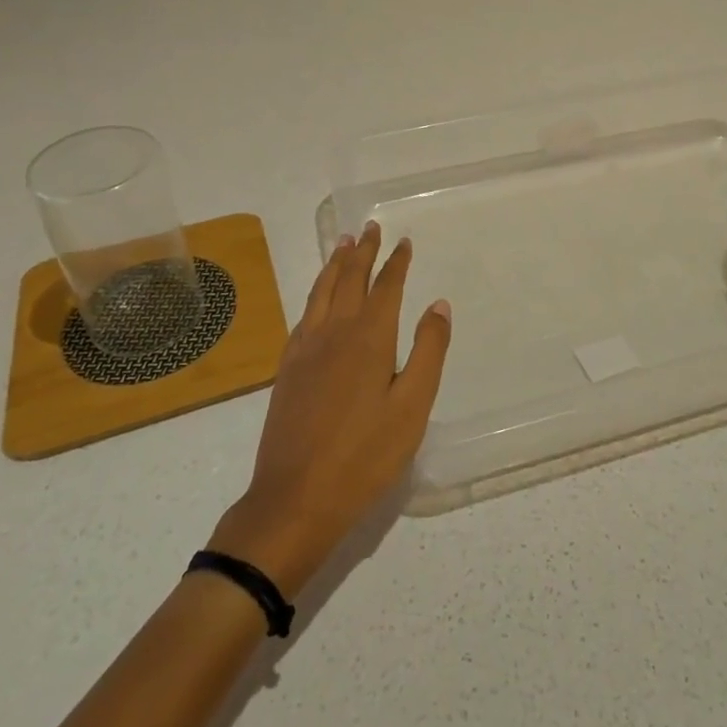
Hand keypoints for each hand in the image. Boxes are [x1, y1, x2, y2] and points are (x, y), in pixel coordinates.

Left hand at [208, 222, 451, 595]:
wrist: (295, 498)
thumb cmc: (365, 456)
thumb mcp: (412, 407)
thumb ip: (428, 352)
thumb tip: (439, 305)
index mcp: (369, 338)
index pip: (385, 287)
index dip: (396, 262)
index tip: (403, 241)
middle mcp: (334, 332)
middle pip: (349, 279)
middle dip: (363, 252)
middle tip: (370, 228)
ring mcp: (305, 349)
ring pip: (321, 291)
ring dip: (335, 264)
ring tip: (343, 244)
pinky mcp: (288, 368)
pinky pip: (304, 314)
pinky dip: (316, 292)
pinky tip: (318, 297)